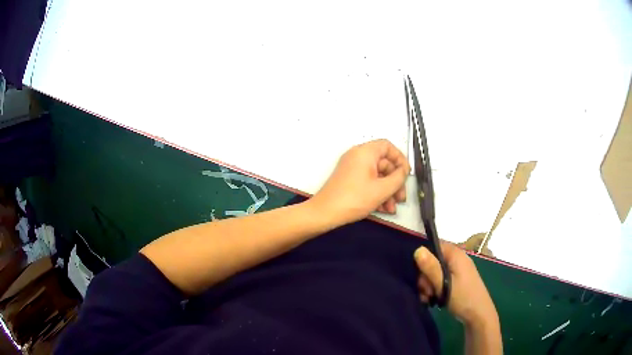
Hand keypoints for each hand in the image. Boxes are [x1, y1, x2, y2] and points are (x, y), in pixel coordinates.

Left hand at [310, 139, 409, 225]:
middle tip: (401, 198)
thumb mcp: (382, 189)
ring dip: (387, 191)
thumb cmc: (355, 198)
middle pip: (384, 163)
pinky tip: (383, 208)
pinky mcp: (349, 180)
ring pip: (377, 175)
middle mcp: (358, 156)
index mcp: (365, 152)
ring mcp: (352, 168)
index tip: (406, 174)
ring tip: (392, 208)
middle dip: (395, 181)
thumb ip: (398, 178)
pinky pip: (368, 182)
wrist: (325, 213)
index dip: (400, 159)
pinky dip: (377, 192)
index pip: (387, 146)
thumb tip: (404, 171)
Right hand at [414, 242, 498, 327]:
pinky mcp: (457, 280)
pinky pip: (441, 279)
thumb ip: (430, 267)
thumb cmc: (462, 297)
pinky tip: (433, 300)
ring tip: (429, 299)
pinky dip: (435, 288)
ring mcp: (458, 270)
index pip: (433, 246)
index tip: (420, 276)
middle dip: (425, 277)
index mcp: (455, 254)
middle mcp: (457, 258)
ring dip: (429, 286)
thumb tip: (417, 249)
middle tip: (426, 292)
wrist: (478, 314)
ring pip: (435, 272)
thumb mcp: (444, 284)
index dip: (423, 259)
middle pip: (433, 261)